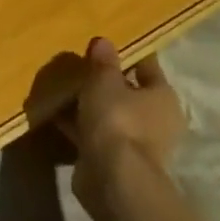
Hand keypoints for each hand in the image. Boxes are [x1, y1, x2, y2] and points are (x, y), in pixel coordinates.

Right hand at [58, 36, 186, 195]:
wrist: (112, 179)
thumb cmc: (117, 119)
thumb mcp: (105, 80)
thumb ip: (103, 61)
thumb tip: (104, 42)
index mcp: (163, 97)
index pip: (147, 66)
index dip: (127, 53)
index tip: (105, 42)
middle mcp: (156, 121)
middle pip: (128, 92)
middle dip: (106, 81)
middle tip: (80, 64)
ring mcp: (136, 144)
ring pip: (110, 114)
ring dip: (90, 104)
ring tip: (63, 86)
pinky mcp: (114, 162)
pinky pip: (94, 133)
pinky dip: (79, 125)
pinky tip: (56, 112)